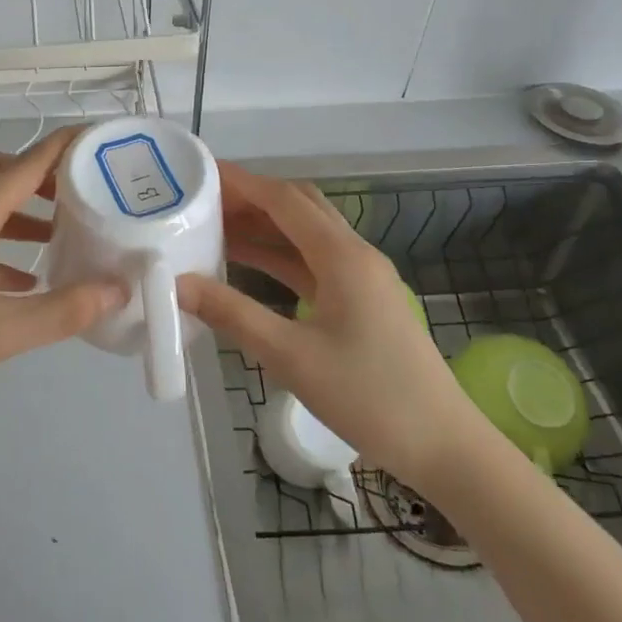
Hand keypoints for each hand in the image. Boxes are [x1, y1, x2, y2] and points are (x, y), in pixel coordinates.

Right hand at [178, 163, 484, 495]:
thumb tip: (177, 284)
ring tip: (213, 228)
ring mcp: (362, 276)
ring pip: (305, 234)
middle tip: (203, 202)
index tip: (200, 174)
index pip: (284, 199)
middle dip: (250, 198)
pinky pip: (313, 261)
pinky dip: (279, 255)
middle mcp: (354, 253)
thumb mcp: (291, 357)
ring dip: (264, 226)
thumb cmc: (370, 397)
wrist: (444, 447)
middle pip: (298, 207)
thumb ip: (232, 314)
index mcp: (342, 256)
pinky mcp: (362, 300)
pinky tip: (247, 265)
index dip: (241, 182)